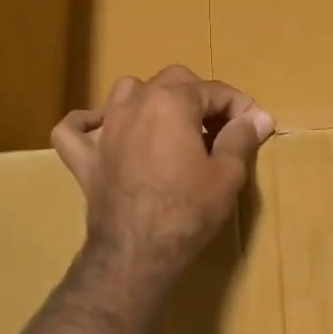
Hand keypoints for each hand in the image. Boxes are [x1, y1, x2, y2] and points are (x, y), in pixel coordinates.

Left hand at [53, 65, 274, 291]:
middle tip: (219, 129)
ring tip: (170, 125)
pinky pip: (73, 129)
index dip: (239, 105)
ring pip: (125, 91)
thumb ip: (241, 138)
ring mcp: (105, 129)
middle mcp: (134, 104)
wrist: (136, 253)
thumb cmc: (187, 212)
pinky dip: (86, 124)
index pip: (213, 89)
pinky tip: (100, 129)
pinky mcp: (85, 158)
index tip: (255, 125)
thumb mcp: (227, 175)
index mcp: (172, 102)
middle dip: (199, 97)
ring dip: (150, 99)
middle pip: (172, 80)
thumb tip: (258, 116)